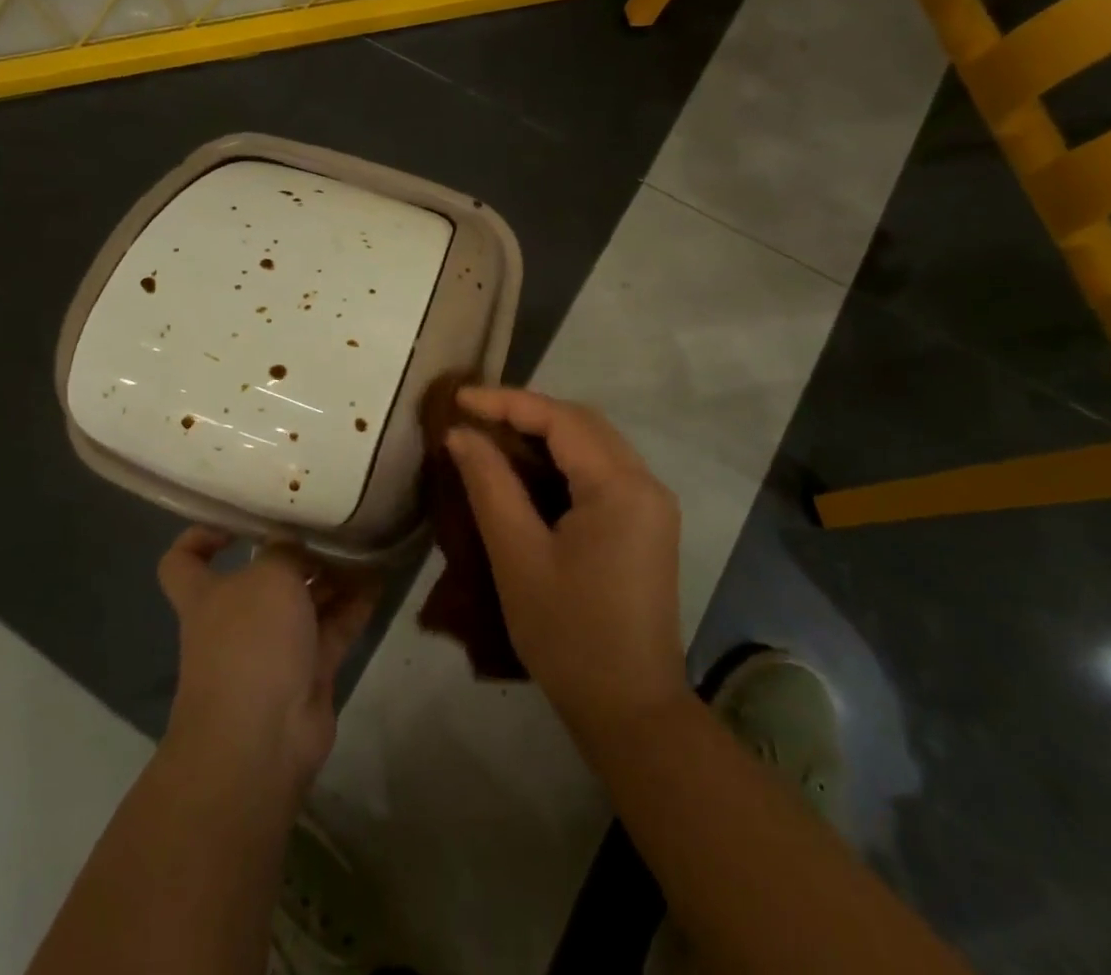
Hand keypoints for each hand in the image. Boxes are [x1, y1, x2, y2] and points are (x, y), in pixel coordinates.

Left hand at [157, 528, 379, 796]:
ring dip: (332, 576)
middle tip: (330, 525)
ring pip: (305, 602)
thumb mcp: (268, 576)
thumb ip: (284, 551)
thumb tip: (292, 543)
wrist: (262, 739)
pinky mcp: (308, 672)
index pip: (184, 560)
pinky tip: (379, 578)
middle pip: (263, 577)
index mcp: (206, 594)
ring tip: (365, 544)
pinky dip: (354, 605)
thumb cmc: (250, 642)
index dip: (202, 536)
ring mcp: (273, 649)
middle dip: (296, 553)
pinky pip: (333, 628)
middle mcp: (237, 619)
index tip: (237, 523)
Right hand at [446, 387, 688, 742]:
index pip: (561, 418)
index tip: (459, 398)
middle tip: (474, 415)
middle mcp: (646, 483)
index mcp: (621, 486)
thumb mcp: (518, 556)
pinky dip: (562, 459)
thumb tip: (460, 434)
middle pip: (583, 423)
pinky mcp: (646, 524)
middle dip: (527, 411)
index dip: (507, 401)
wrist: (631, 711)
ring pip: (593, 444)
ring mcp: (651, 504)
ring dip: (545, 433)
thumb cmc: (569, 635)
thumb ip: (490, 485)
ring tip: (493, 435)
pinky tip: (528, 469)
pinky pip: (601, 470)